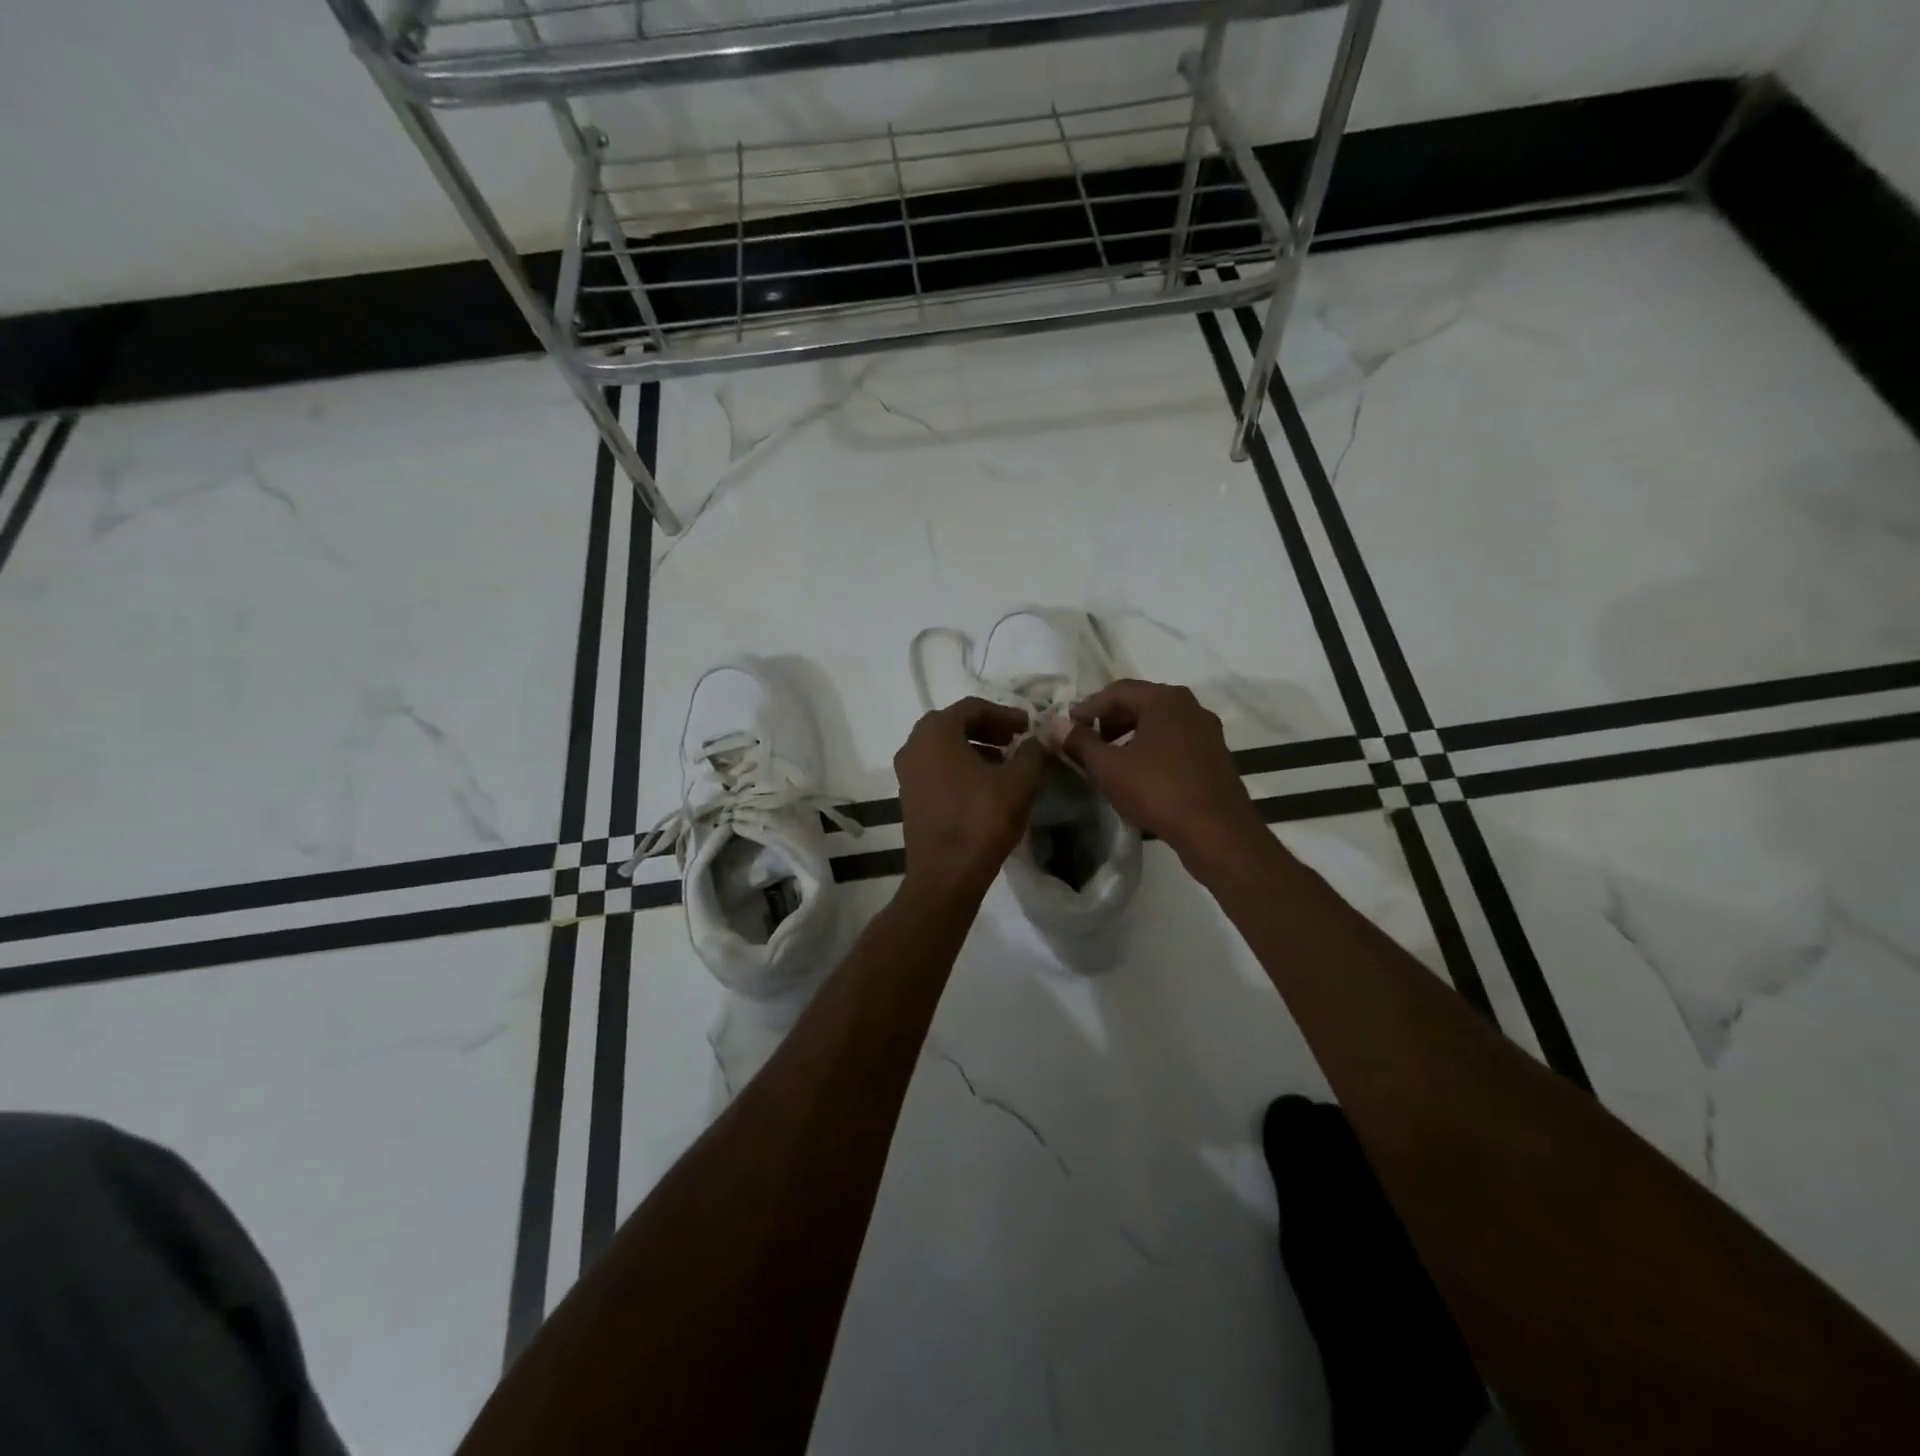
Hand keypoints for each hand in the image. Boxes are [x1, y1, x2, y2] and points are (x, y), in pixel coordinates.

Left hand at [894, 697, 1045, 900]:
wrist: (945, 875)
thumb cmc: (981, 819)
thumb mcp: (1020, 781)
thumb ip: (1032, 752)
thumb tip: (1037, 740)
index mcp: (935, 732)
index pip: (973, 707)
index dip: (1005, 713)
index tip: (1028, 726)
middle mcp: (913, 745)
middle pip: (955, 725)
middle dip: (989, 729)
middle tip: (1016, 740)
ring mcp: (907, 773)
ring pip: (945, 749)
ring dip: (976, 749)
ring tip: (1006, 764)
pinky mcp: (909, 798)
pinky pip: (938, 770)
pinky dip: (962, 769)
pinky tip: (986, 787)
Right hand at [1061, 679, 1267, 870]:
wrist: (1217, 831)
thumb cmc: (1158, 790)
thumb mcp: (1109, 767)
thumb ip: (1079, 742)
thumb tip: (1056, 725)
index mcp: (1166, 699)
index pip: (1118, 690)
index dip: (1088, 707)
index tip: (1068, 728)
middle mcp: (1190, 706)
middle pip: (1141, 703)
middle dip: (1109, 720)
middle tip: (1088, 742)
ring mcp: (1207, 731)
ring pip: (1159, 723)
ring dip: (1130, 736)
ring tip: (1110, 760)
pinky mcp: (1215, 756)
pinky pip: (1175, 741)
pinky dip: (1152, 749)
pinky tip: (1139, 774)